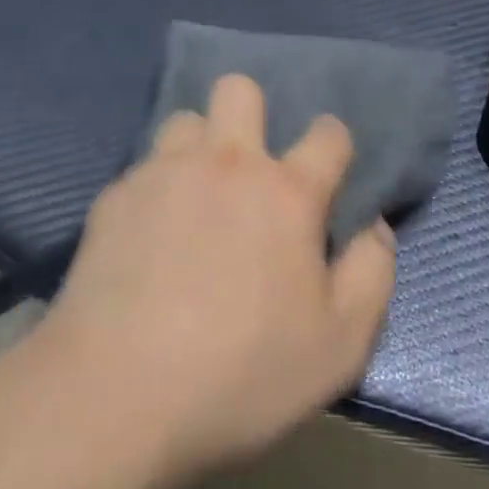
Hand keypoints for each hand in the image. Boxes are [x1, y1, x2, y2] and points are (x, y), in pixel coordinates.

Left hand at [38, 76, 396, 488]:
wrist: (113, 397)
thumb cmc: (241, 374)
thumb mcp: (339, 346)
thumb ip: (372, 274)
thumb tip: (374, 227)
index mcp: (286, 192)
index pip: (328, 134)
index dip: (334, 144)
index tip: (328, 171)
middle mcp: (226, 163)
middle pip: (240, 90)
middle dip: (251, 113)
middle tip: (250, 170)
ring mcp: (164, 173)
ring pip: (185, 120)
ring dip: (198, 147)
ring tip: (194, 196)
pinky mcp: (115, 197)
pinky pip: (144, 168)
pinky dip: (155, 190)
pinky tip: (146, 238)